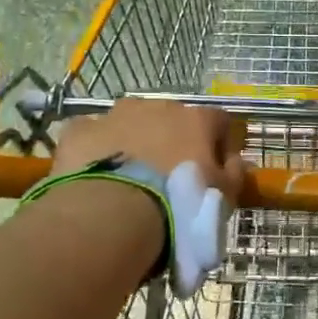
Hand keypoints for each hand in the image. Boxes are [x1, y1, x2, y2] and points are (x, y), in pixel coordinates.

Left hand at [51, 99, 248, 205]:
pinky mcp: (81, 131)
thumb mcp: (222, 196)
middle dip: (172, 140)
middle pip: (171, 119)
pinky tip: (96, 174)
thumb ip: (234, 174)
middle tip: (169, 176)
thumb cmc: (180, 202)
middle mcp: (157, 106)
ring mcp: (115, 114)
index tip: (216, 168)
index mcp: (195, 119)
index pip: (218, 121)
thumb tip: (236, 162)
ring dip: (133, 140)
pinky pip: (92, 135)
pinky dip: (96, 150)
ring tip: (130, 176)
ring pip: (130, 122)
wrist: (115, 212)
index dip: (219, 143)